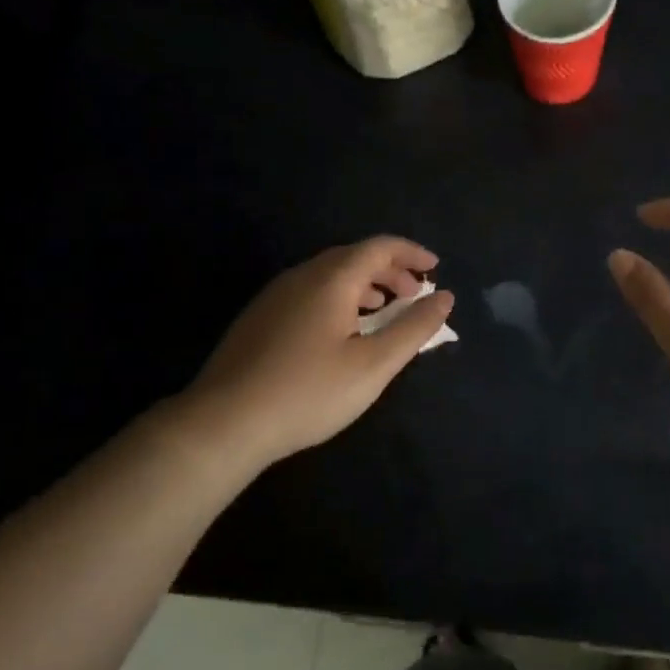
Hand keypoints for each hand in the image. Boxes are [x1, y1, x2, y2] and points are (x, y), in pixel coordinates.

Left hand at [173, 237, 454, 472]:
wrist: (224, 422)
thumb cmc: (309, 392)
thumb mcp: (374, 365)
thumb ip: (414, 329)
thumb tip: (445, 298)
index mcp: (332, 279)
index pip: (379, 247)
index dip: (412, 253)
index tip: (436, 269)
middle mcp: (301, 276)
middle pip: (353, 257)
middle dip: (390, 270)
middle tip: (414, 294)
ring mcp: (275, 296)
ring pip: (329, 275)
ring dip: (363, 284)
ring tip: (382, 309)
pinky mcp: (259, 318)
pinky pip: (310, 292)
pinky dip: (339, 298)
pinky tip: (340, 331)